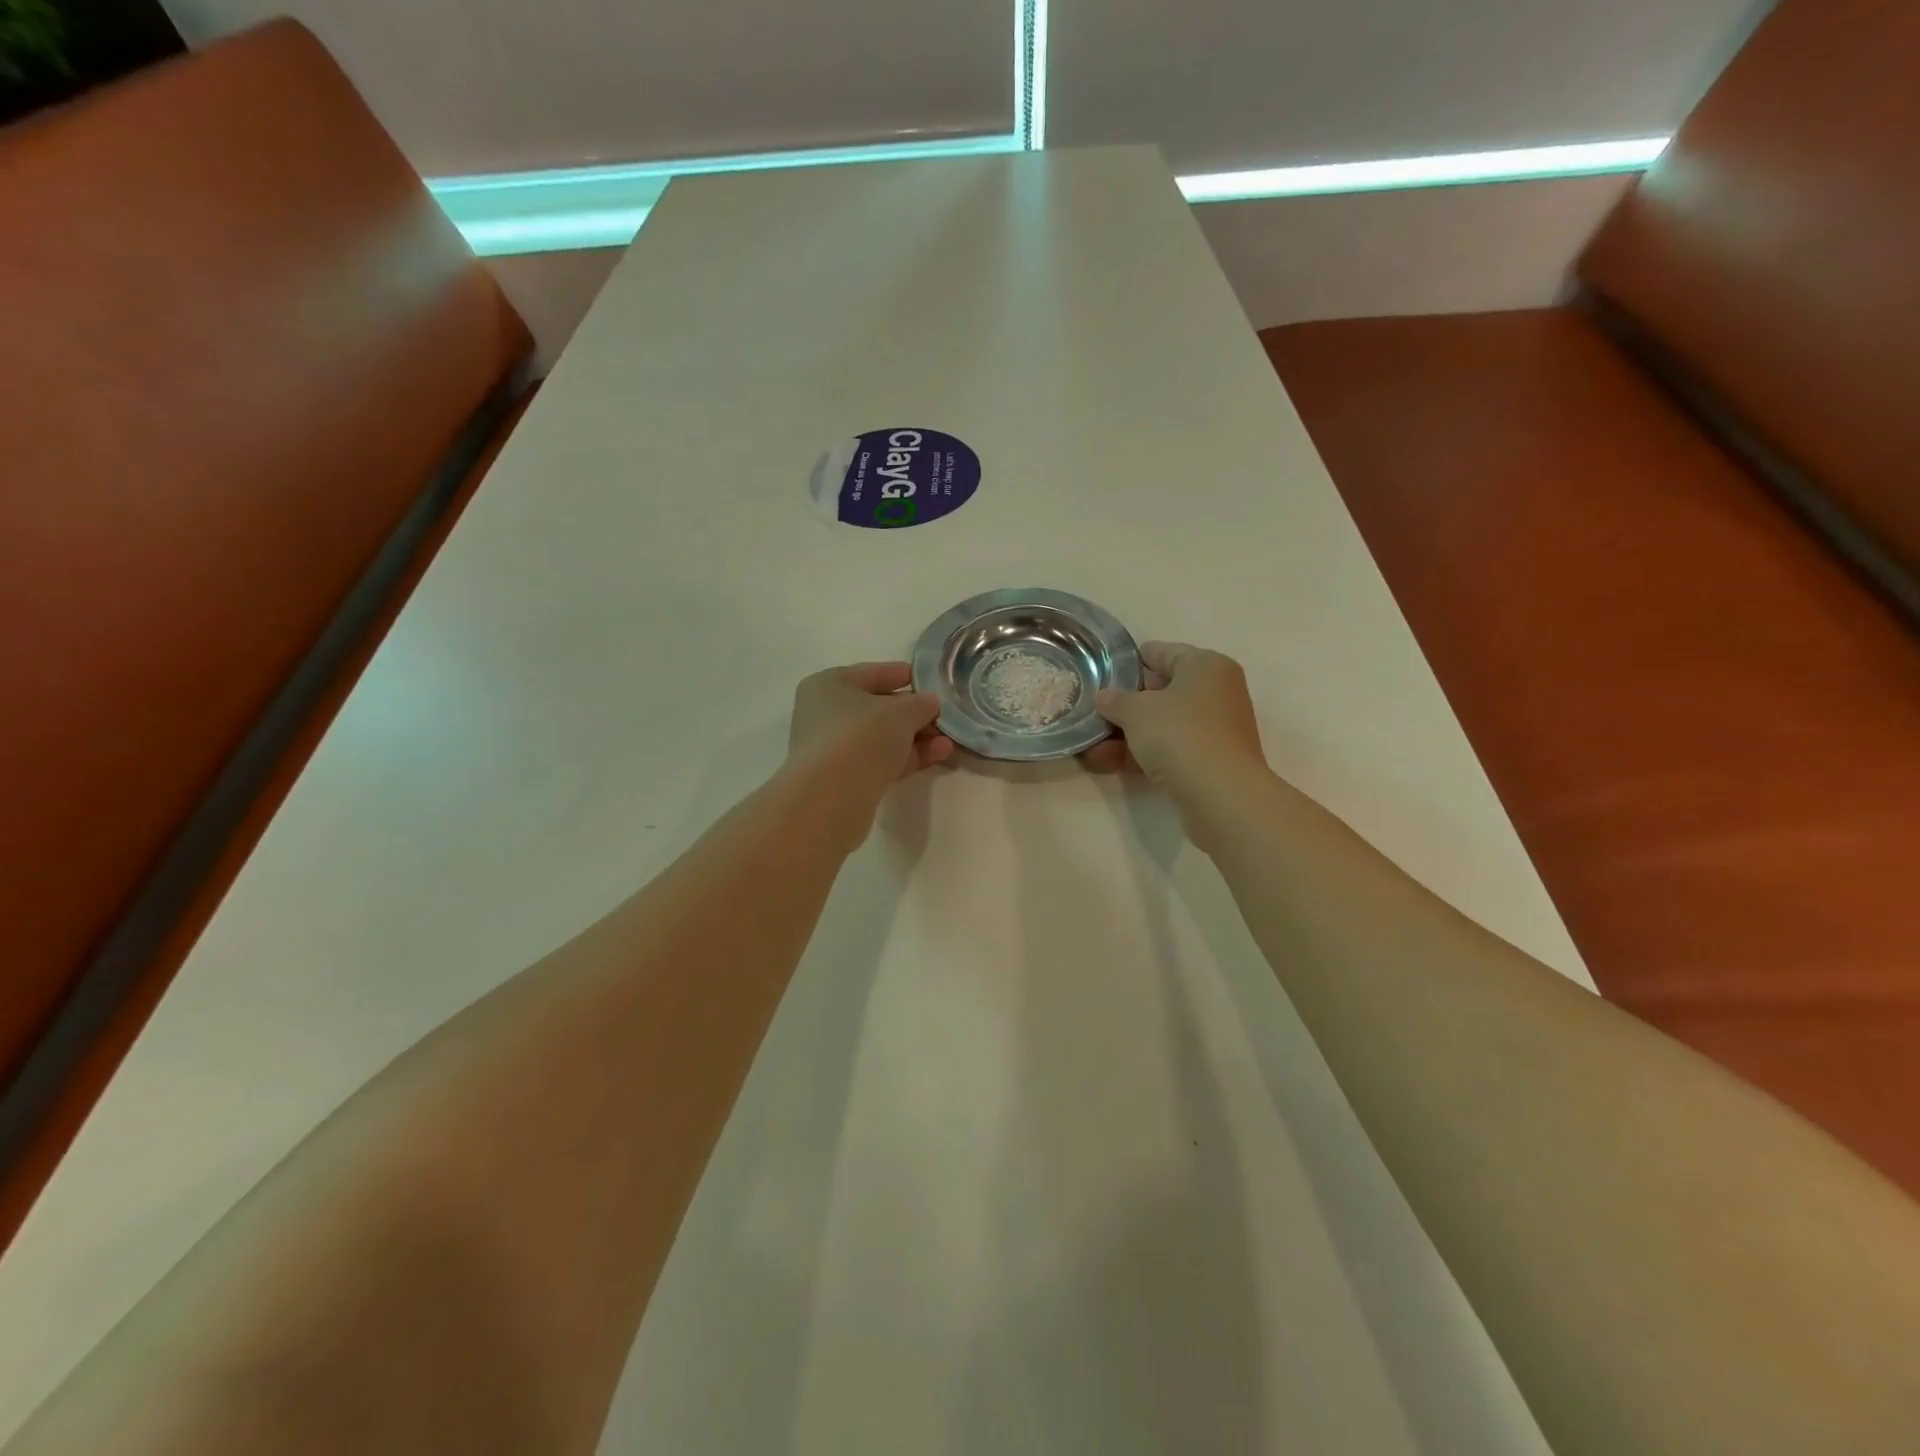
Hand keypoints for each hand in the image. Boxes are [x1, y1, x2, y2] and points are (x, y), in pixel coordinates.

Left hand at [785, 662, 953, 841]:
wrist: (832, 797)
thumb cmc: (861, 735)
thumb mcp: (900, 711)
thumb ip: (920, 704)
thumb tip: (929, 703)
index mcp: (828, 685)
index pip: (871, 673)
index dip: (902, 674)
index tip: (930, 680)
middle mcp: (825, 715)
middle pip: (877, 708)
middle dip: (913, 712)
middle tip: (945, 713)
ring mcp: (835, 750)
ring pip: (882, 738)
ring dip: (916, 737)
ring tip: (949, 738)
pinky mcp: (846, 780)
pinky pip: (883, 761)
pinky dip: (909, 757)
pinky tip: (940, 754)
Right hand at [1084, 642, 1268, 811]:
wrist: (1220, 794)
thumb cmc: (1179, 734)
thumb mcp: (1136, 711)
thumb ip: (1116, 700)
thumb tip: (1105, 697)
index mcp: (1206, 665)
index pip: (1162, 652)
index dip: (1129, 661)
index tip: (1102, 673)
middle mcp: (1217, 691)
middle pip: (1163, 691)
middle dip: (1126, 704)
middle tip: (1094, 711)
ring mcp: (1216, 728)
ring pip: (1164, 724)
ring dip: (1128, 734)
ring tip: (1092, 746)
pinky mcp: (1211, 760)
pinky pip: (1170, 749)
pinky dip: (1142, 754)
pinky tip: (1107, 764)